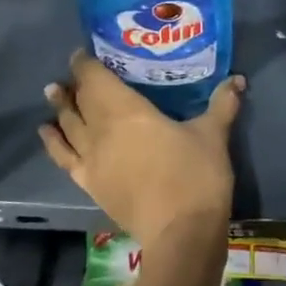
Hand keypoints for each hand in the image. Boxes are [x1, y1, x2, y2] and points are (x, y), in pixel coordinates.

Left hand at [39, 50, 244, 245]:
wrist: (181, 233)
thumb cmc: (196, 175)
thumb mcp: (212, 134)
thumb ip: (222, 104)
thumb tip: (237, 79)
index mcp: (128, 111)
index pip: (97, 79)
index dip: (86, 63)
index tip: (82, 52)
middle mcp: (101, 131)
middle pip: (80, 101)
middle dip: (74, 84)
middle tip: (72, 72)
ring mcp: (92, 160)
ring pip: (68, 126)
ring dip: (60, 108)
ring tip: (53, 93)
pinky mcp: (91, 185)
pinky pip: (64, 158)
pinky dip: (53, 143)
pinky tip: (48, 133)